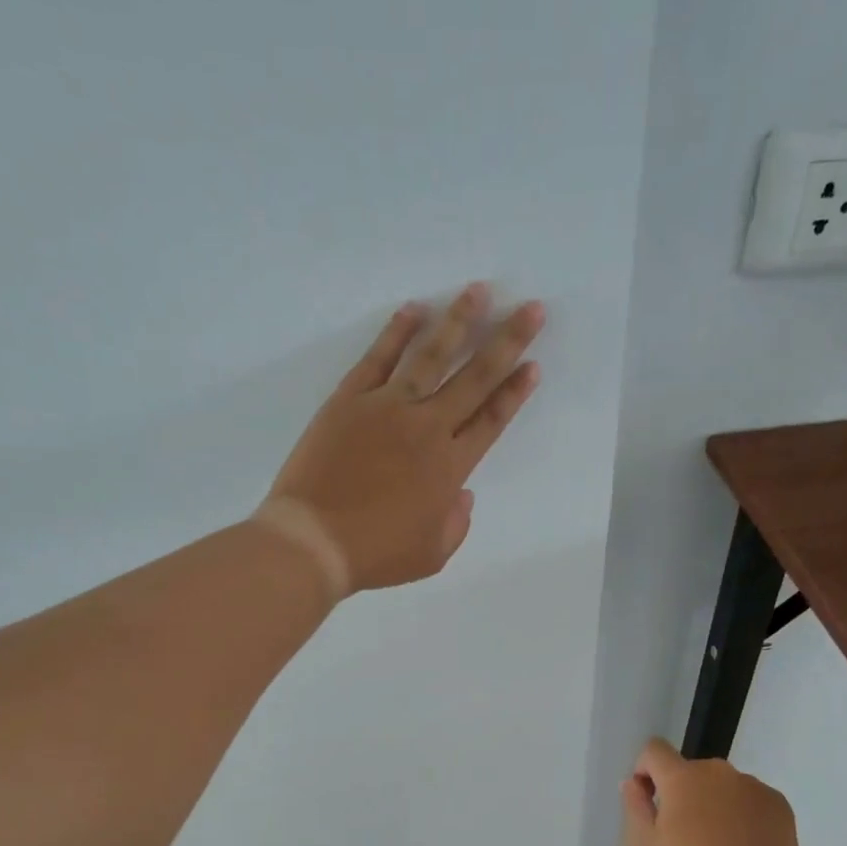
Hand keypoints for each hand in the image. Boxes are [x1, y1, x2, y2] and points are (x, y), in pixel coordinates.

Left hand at [265, 284, 544, 592]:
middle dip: (507, 342)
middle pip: (474, 378)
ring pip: (431, 356)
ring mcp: (387, 408)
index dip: (515, 392)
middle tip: (530, 308)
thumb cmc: (376, 554)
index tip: (533, 364)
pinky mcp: (350, 400)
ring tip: (478, 291)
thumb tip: (462, 494)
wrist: (314, 541)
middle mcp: (427, 428)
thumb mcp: (433, 555)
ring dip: (458, 321)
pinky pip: (378, 358)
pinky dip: (397, 332)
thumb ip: (457, 522)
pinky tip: (414, 309)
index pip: (492, 420)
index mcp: (450, 468)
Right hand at [620, 738, 809, 845]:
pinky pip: (748, 799)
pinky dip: (741, 815)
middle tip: (684, 835)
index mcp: (682, 777)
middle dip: (682, 793)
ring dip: (712, 803)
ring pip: (720, 786)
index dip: (645, 770)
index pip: (654, 750)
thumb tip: (633, 782)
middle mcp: (718, 771)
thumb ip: (635, 805)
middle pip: (689, 770)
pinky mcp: (777, 802)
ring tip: (718, 845)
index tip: (650, 800)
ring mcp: (752, 785)